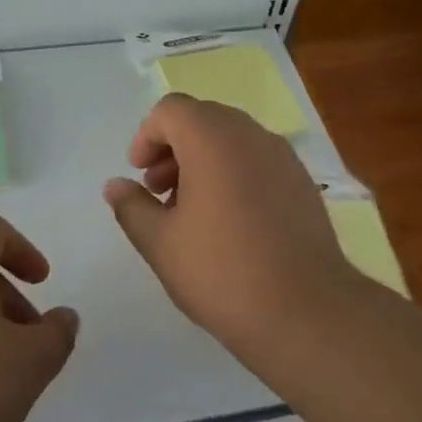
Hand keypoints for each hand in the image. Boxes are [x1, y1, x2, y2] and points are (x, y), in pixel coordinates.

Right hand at [103, 93, 362, 357]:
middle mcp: (252, 136)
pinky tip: (228, 223)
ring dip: (203, 162)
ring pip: (233, 140)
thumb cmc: (221, 272)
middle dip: (173, 148)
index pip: (171, 110)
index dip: (146, 137)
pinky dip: (233, 174)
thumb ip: (131, 206)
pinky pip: (258, 162)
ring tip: (189, 211)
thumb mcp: (160, 243)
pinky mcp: (303, 185)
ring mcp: (284, 159)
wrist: (306, 311)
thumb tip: (115, 185)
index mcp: (213, 140)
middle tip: (158, 192)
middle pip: (203, 119)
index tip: (138, 175)